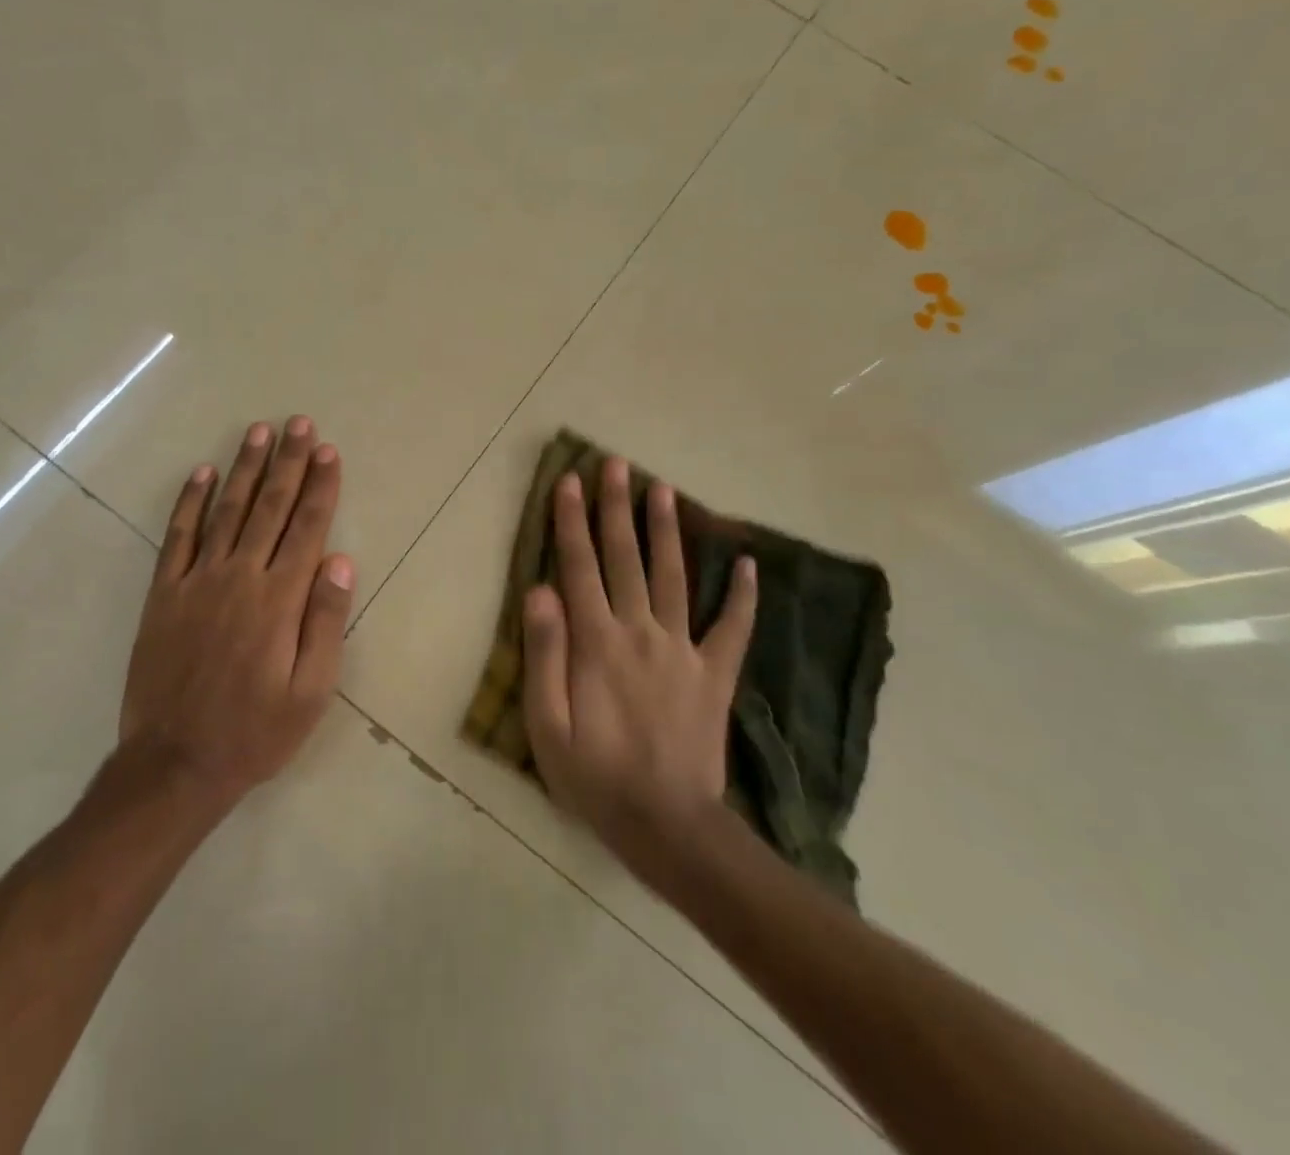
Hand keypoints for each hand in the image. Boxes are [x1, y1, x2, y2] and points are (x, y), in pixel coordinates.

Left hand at [119, 416, 354, 809]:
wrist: (175, 763)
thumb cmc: (255, 732)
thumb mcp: (310, 692)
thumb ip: (326, 621)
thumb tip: (340, 560)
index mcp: (280, 599)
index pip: (307, 528)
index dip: (320, 486)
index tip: (328, 451)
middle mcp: (240, 577)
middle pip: (270, 507)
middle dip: (288, 462)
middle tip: (299, 424)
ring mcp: (197, 581)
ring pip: (227, 511)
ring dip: (245, 468)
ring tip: (259, 432)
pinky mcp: (164, 593)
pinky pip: (178, 536)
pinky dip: (190, 502)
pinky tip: (202, 473)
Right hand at [522, 457, 757, 870]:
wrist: (668, 826)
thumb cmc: (594, 776)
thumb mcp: (546, 724)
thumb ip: (544, 653)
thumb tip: (539, 590)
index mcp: (596, 642)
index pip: (579, 567)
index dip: (571, 522)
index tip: (568, 481)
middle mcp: (640, 632)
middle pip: (625, 558)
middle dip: (617, 507)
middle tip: (616, 464)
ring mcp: (682, 650)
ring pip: (672, 577)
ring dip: (667, 531)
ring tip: (664, 489)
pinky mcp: (714, 674)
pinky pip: (731, 628)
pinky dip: (742, 595)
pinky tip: (750, 563)